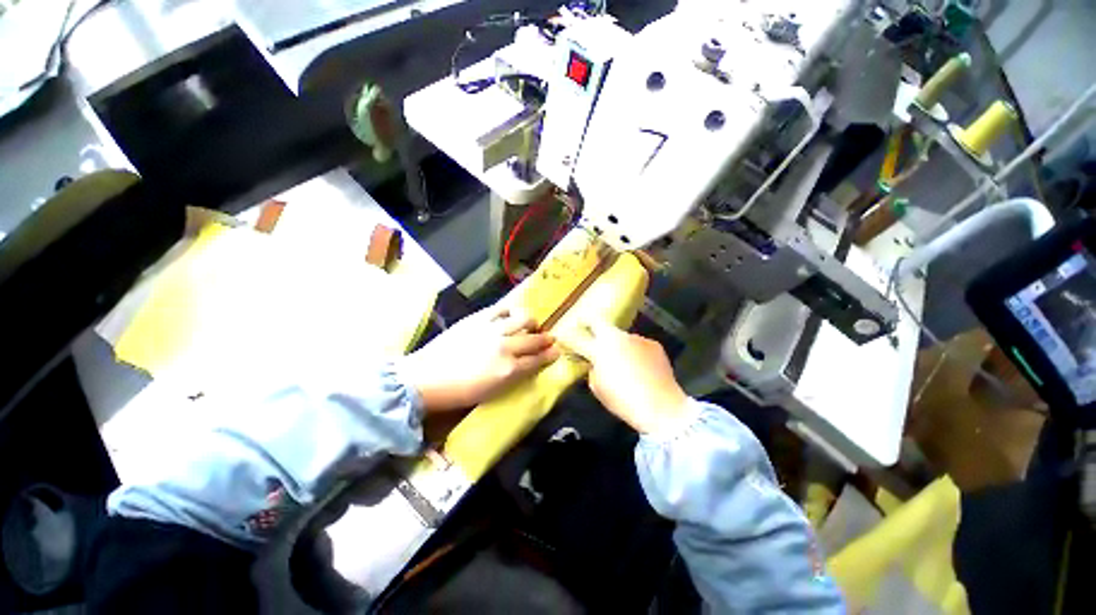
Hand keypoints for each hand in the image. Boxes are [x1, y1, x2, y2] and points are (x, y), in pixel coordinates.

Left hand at [400, 304, 559, 412]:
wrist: (426, 378)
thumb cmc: (459, 392)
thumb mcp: (492, 392)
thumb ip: (514, 376)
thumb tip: (529, 364)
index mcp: (508, 369)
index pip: (537, 360)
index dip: (550, 355)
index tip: (557, 350)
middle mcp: (505, 347)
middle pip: (534, 339)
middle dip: (546, 338)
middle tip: (549, 338)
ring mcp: (492, 329)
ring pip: (523, 318)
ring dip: (531, 322)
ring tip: (530, 325)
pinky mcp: (478, 318)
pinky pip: (502, 308)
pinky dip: (511, 311)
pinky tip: (511, 315)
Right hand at [562, 321, 691, 434]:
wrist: (662, 407)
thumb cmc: (624, 400)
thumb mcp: (598, 388)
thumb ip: (592, 370)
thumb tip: (594, 363)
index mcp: (600, 349)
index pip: (577, 338)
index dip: (567, 337)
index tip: (563, 336)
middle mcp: (617, 337)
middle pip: (598, 322)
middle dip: (589, 323)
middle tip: (585, 327)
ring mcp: (636, 338)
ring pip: (620, 336)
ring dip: (616, 344)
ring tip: (622, 360)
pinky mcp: (652, 344)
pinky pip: (636, 344)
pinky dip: (633, 351)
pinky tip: (640, 366)